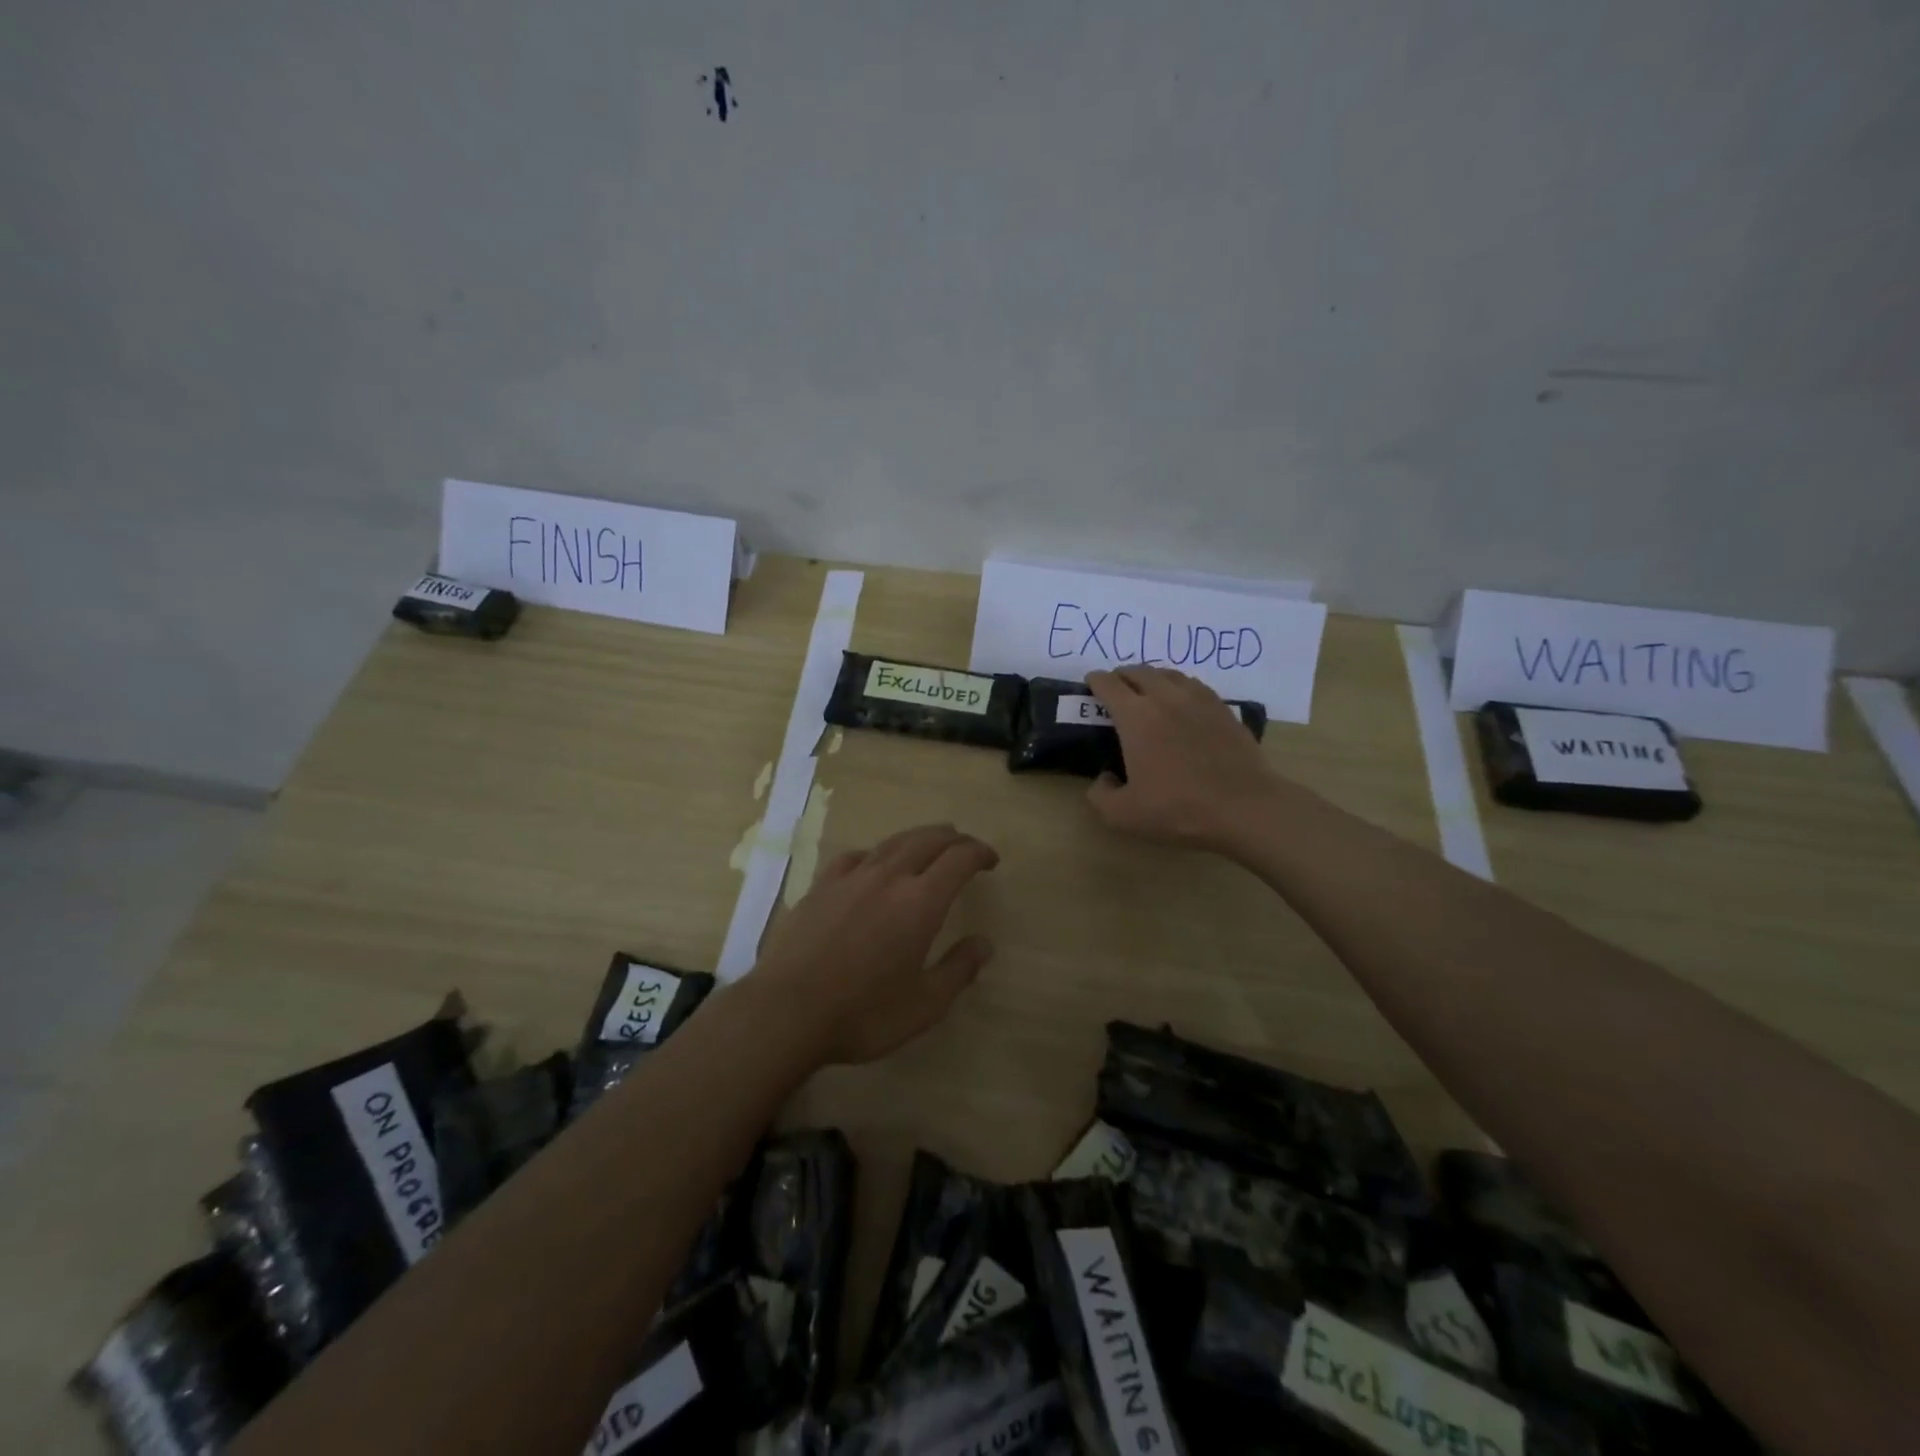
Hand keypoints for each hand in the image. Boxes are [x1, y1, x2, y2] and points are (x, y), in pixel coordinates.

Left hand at [751, 823, 998, 1064]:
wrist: (787, 1012)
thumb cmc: (863, 1014)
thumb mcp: (925, 1005)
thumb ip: (959, 970)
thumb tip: (984, 944)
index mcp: (920, 902)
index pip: (959, 859)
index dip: (979, 852)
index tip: (991, 860)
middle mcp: (888, 878)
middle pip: (927, 840)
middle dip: (953, 838)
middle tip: (966, 847)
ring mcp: (850, 878)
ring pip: (892, 842)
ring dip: (918, 838)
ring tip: (928, 844)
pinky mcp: (821, 887)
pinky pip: (855, 856)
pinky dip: (876, 853)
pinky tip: (873, 864)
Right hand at [1085, 666, 1275, 851]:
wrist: (1243, 808)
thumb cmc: (1178, 809)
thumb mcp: (1122, 815)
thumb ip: (1100, 794)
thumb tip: (1105, 777)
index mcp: (1136, 717)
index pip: (1108, 684)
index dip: (1095, 681)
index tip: (1090, 685)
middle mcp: (1165, 698)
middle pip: (1138, 671)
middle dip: (1122, 676)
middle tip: (1116, 688)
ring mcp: (1198, 700)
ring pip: (1168, 674)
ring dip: (1151, 678)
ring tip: (1147, 690)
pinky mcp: (1224, 709)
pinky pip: (1194, 686)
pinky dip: (1179, 687)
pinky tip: (1182, 702)